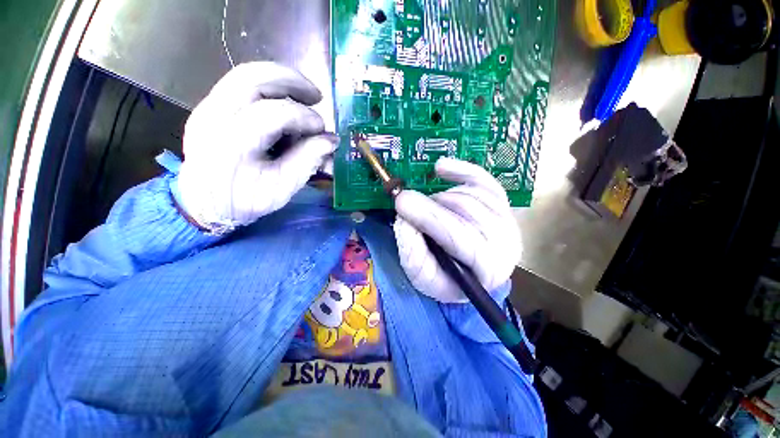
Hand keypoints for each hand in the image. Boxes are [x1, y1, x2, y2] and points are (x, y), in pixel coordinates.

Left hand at [176, 62, 335, 230]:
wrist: (203, 204)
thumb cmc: (245, 201)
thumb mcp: (282, 188)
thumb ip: (307, 161)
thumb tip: (330, 141)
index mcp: (232, 145)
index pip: (272, 114)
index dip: (304, 117)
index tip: (322, 130)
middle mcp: (214, 118)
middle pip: (252, 79)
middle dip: (292, 81)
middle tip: (317, 96)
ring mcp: (206, 108)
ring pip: (245, 75)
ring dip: (280, 79)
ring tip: (305, 95)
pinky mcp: (208, 107)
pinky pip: (240, 84)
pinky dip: (268, 87)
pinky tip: (284, 102)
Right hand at [393, 158, 521, 302]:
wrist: (466, 272)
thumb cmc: (444, 278)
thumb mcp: (422, 275)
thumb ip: (412, 252)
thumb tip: (405, 219)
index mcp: (488, 268)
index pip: (461, 236)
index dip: (429, 217)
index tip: (402, 203)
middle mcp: (505, 243)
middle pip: (466, 210)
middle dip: (431, 204)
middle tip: (405, 201)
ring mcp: (507, 220)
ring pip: (470, 194)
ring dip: (440, 196)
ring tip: (425, 206)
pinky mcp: (502, 204)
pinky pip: (482, 179)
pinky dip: (460, 170)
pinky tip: (440, 168)